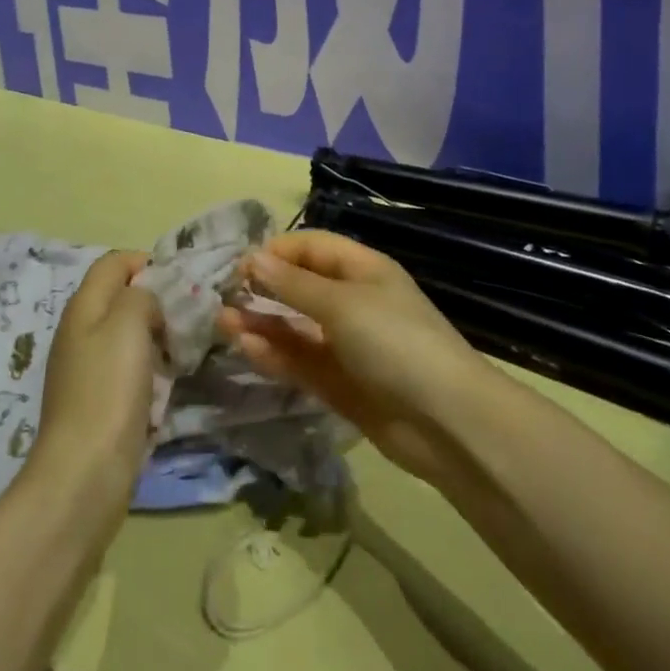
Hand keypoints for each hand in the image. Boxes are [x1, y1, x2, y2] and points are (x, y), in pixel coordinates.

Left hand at [30, 251, 161, 511]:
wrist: (85, 474)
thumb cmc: (108, 389)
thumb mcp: (128, 323)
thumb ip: (141, 295)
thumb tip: (146, 298)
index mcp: (83, 306)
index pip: (113, 262)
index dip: (145, 262)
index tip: (178, 282)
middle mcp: (79, 332)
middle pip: (119, 297)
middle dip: (153, 300)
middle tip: (185, 316)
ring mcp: (85, 369)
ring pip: (124, 334)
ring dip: (153, 337)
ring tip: (180, 349)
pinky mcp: (96, 402)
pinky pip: (126, 369)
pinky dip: (147, 369)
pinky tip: (164, 383)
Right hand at [218, 230, 490, 485]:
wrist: (447, 422)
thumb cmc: (395, 341)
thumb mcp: (342, 304)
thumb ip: (293, 285)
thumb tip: (252, 258)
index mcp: (363, 270)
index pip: (313, 248)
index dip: (278, 251)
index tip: (240, 264)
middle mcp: (354, 303)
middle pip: (302, 288)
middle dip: (264, 289)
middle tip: (224, 296)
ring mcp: (347, 347)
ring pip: (297, 328)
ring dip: (262, 324)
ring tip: (222, 322)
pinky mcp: (341, 386)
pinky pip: (302, 363)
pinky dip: (276, 355)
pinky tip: (246, 348)